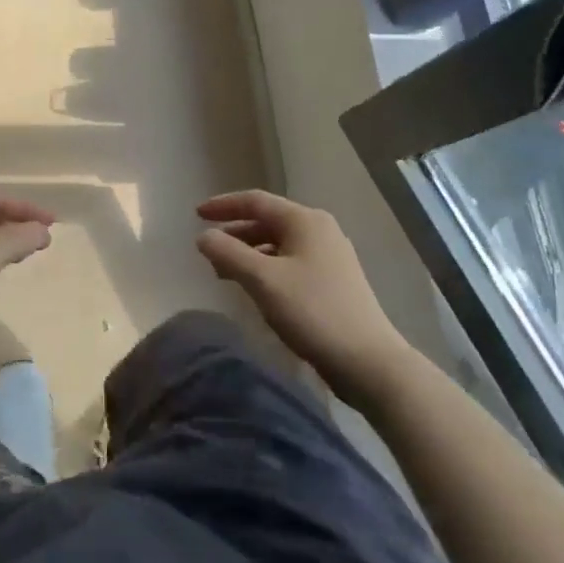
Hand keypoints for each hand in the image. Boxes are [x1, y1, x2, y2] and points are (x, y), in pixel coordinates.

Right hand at [196, 190, 406, 395]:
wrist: (367, 361)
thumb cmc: (312, 312)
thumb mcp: (262, 280)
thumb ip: (228, 254)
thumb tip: (203, 236)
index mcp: (304, 221)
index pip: (255, 201)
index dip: (223, 206)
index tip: (196, 215)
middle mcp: (319, 230)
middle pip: (267, 221)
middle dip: (234, 233)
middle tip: (207, 250)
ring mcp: (329, 256)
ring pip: (278, 244)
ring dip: (248, 254)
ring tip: (223, 274)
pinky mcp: (333, 281)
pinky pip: (289, 263)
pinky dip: (265, 268)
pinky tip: (254, 289)